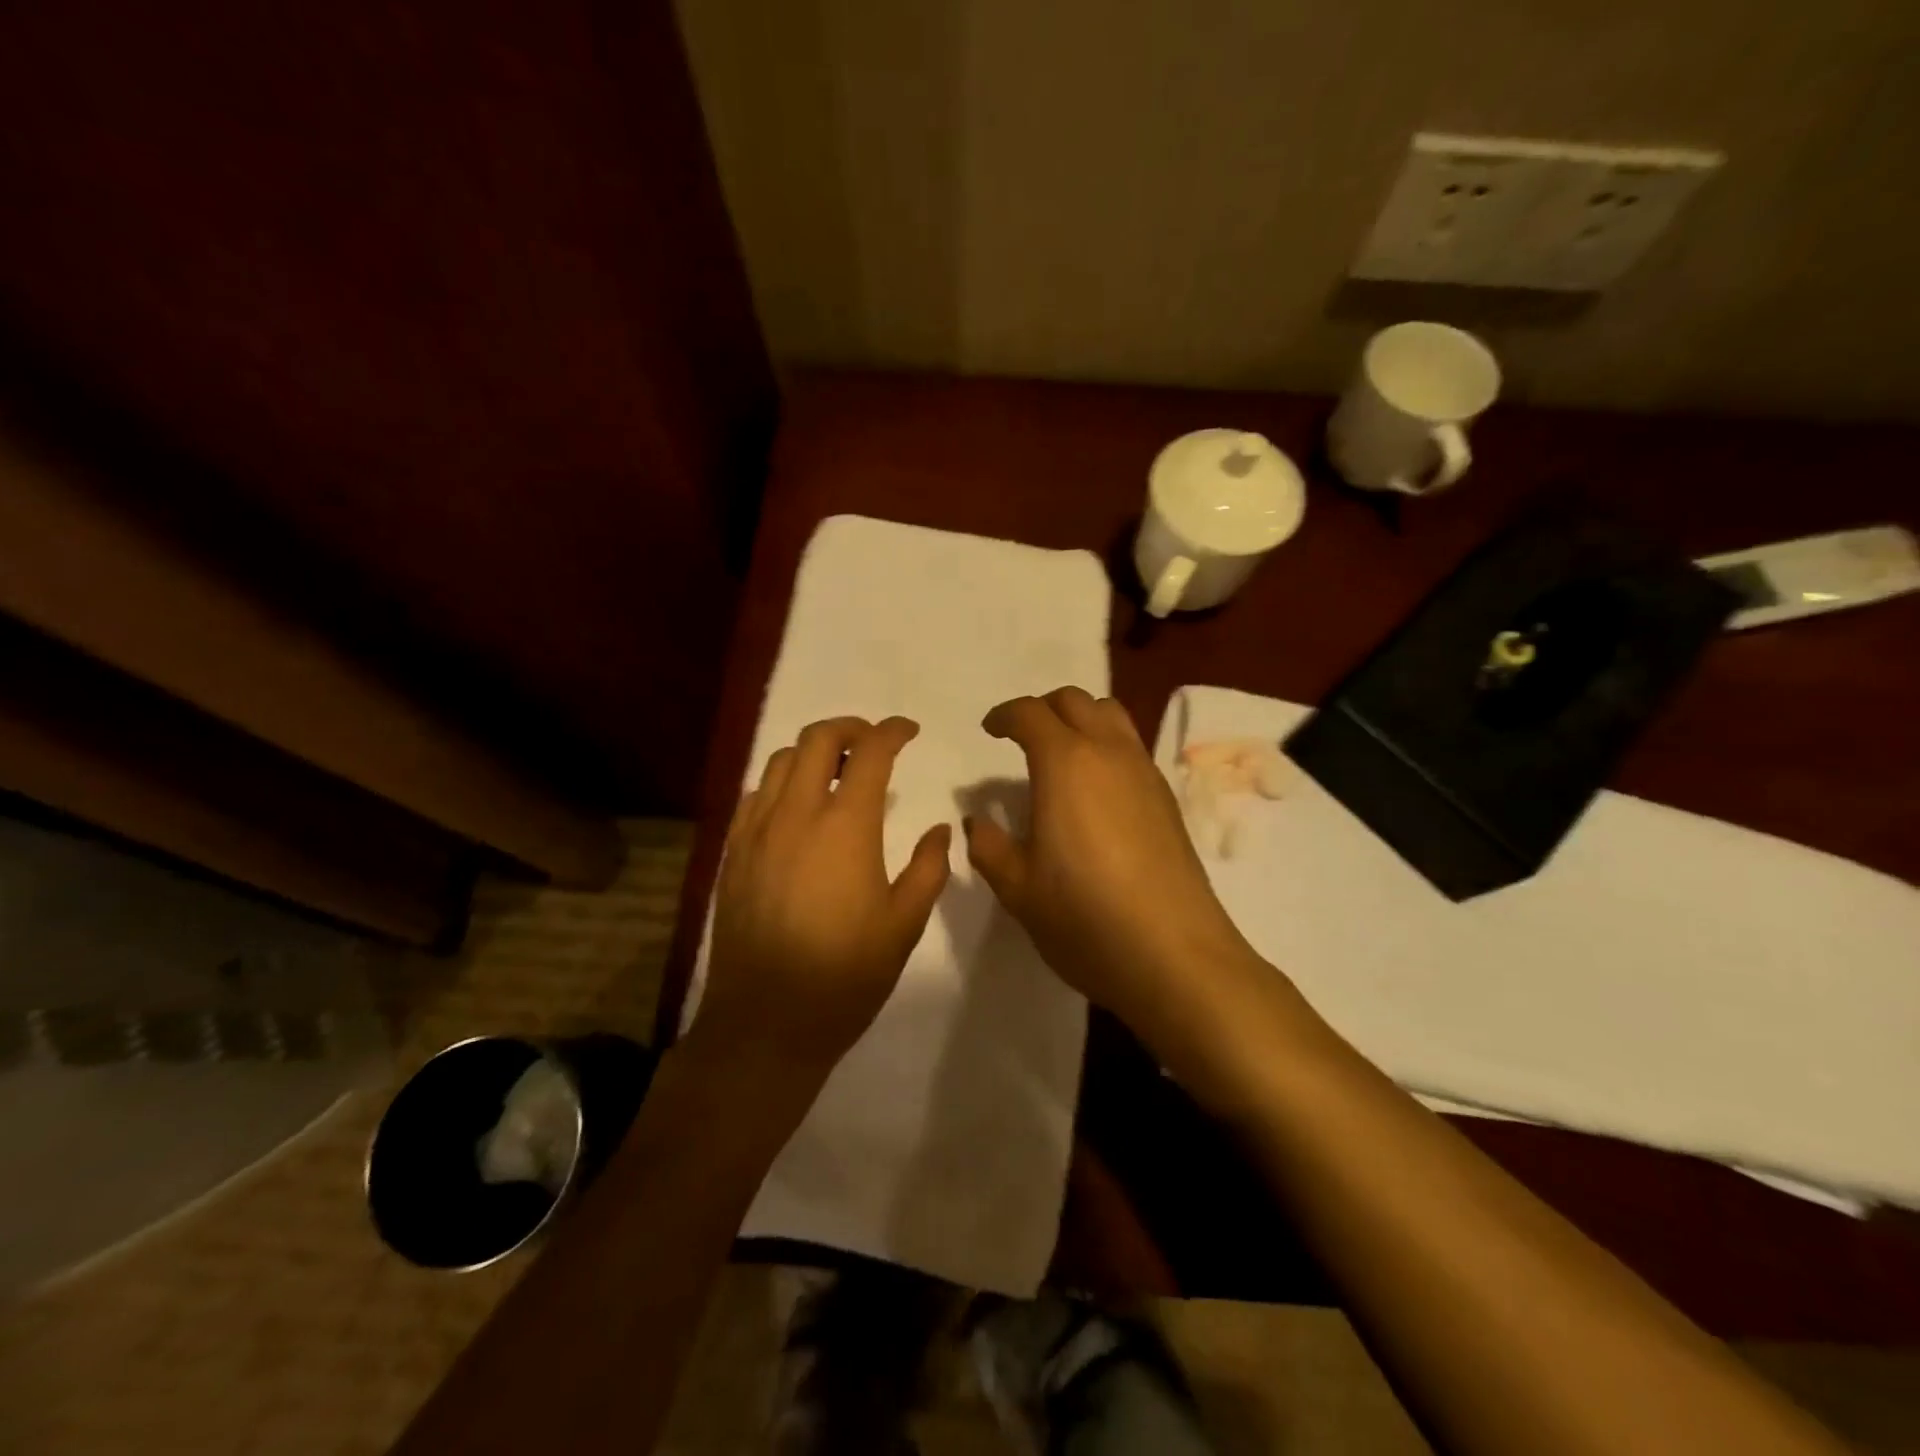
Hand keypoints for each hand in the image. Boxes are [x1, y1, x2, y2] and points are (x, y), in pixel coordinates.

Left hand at [698, 716, 952, 1082]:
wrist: (766, 1023)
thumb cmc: (846, 975)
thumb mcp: (904, 924)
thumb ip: (928, 868)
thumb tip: (941, 830)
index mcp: (845, 826)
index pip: (870, 752)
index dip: (893, 732)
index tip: (909, 731)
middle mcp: (796, 814)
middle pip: (817, 739)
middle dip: (850, 727)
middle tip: (872, 743)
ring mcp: (756, 831)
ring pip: (779, 760)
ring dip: (812, 752)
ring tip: (835, 772)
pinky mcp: (731, 853)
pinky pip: (754, 795)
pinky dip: (780, 783)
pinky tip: (795, 810)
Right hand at [964, 688, 1256, 1035]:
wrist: (1174, 955)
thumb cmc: (1084, 917)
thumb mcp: (1018, 888)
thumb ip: (990, 846)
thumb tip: (979, 821)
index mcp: (1065, 763)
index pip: (1031, 713)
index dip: (1005, 715)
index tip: (990, 731)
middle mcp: (1109, 753)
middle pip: (1076, 701)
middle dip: (1043, 709)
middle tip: (1021, 737)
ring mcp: (1145, 773)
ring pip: (1111, 717)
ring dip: (1080, 720)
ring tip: (1059, 756)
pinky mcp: (1167, 799)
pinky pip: (1132, 748)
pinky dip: (1106, 747)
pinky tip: (1095, 791)